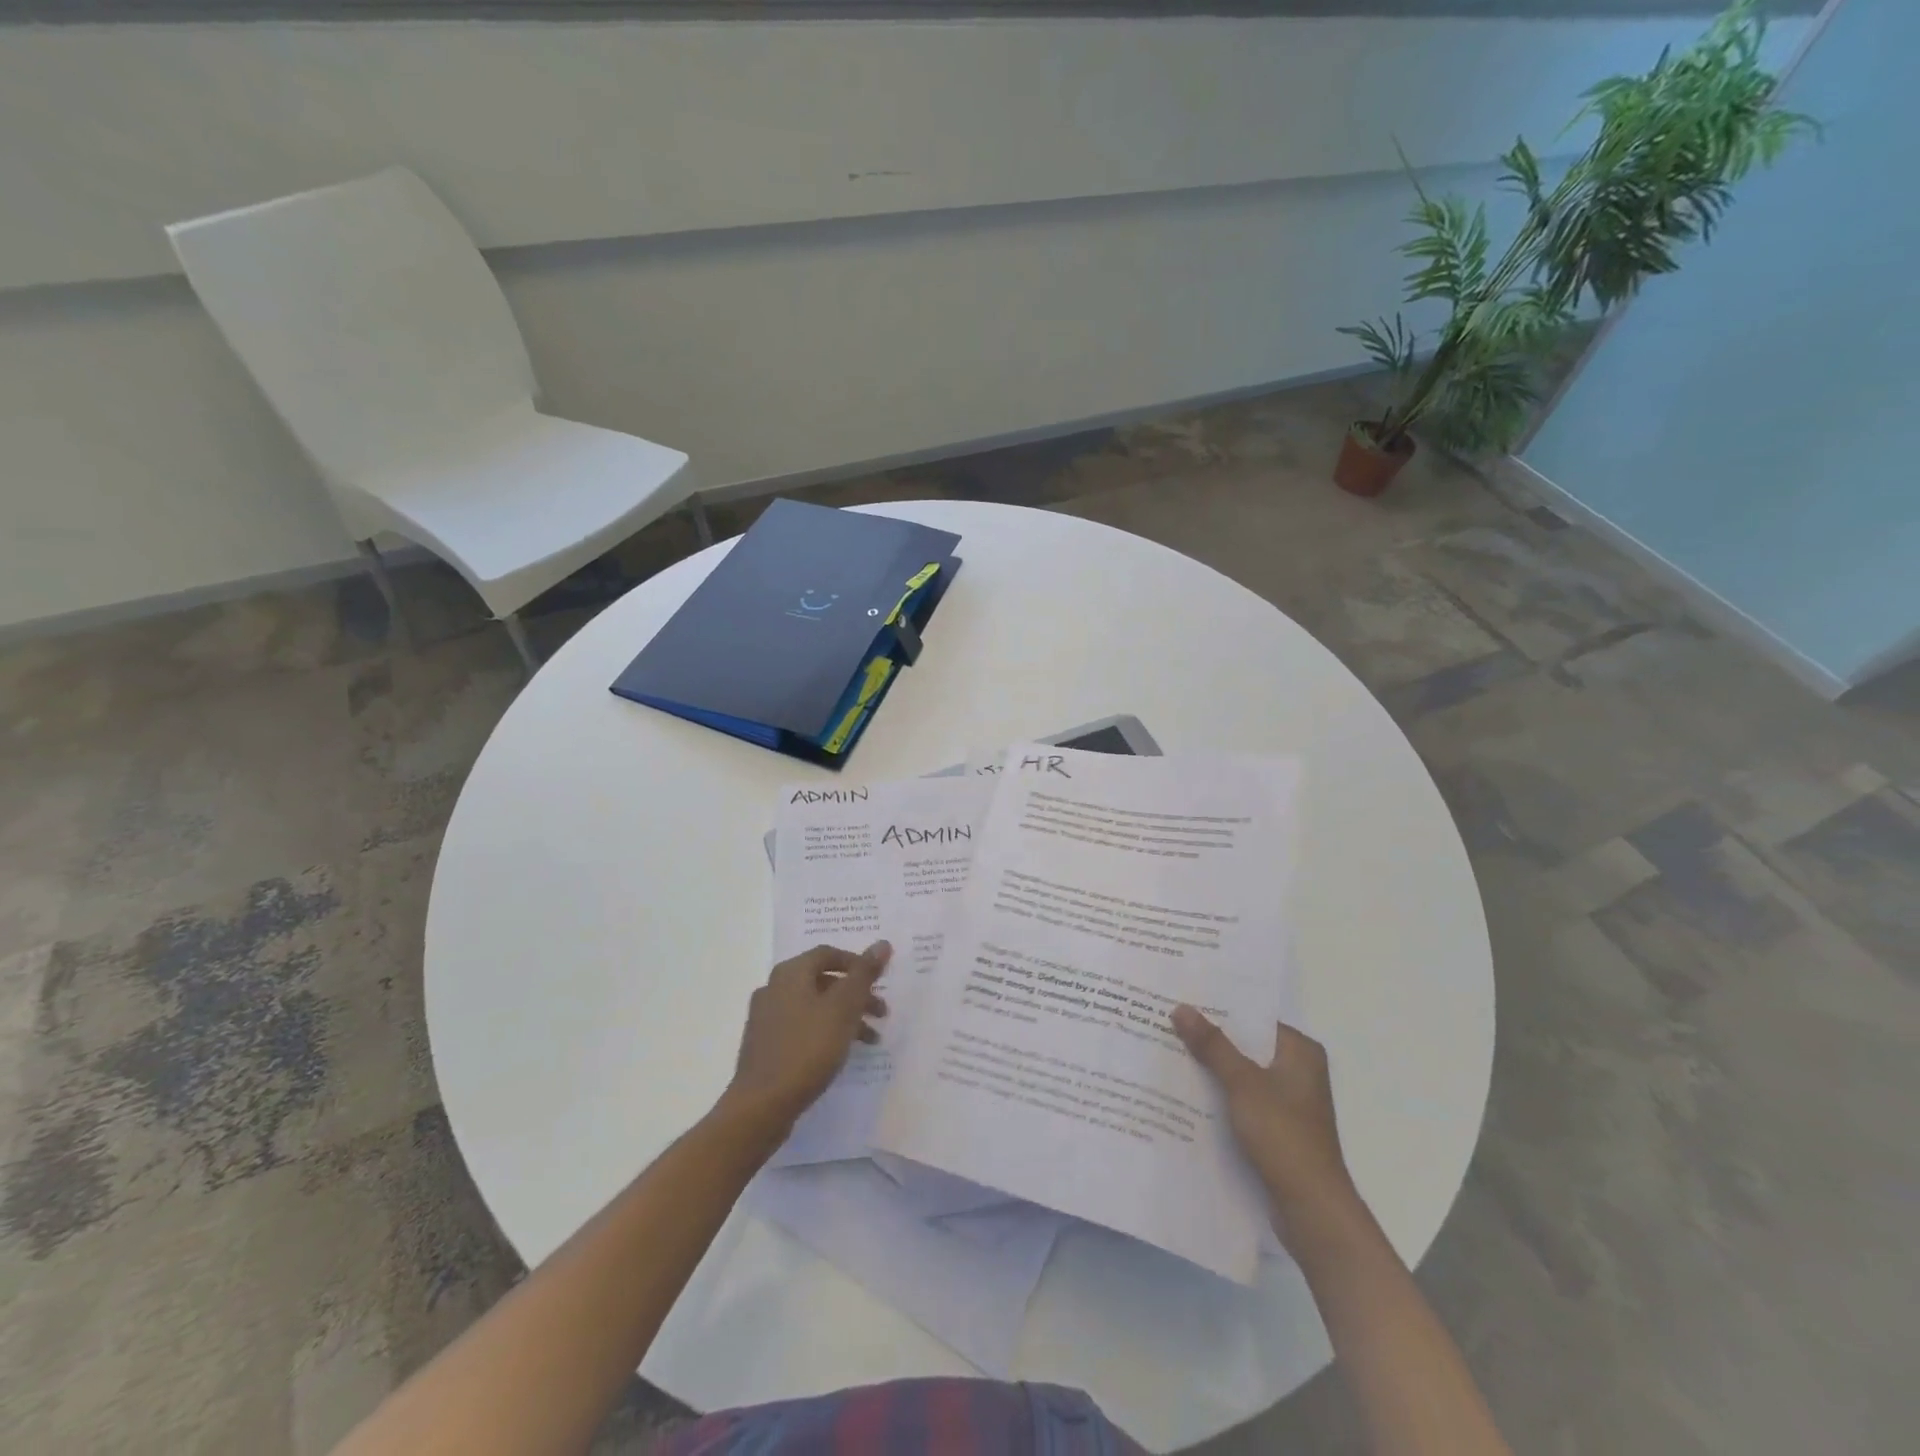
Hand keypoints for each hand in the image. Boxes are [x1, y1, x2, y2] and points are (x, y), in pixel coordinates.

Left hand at [721, 942, 891, 1134]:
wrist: (761, 1105)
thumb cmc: (807, 1049)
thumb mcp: (844, 1008)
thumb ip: (864, 975)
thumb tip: (882, 944)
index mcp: (790, 973)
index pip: (828, 954)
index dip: (857, 963)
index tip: (880, 980)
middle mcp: (774, 988)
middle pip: (822, 981)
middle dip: (856, 994)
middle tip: (882, 1012)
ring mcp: (766, 1018)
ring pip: (814, 1006)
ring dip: (844, 1016)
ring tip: (871, 1039)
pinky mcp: (765, 1045)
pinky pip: (801, 1027)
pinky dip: (825, 1031)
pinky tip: (841, 1053)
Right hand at [1171, 1007, 1360, 1244]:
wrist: (1311, 1210)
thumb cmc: (1284, 1136)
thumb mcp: (1243, 1084)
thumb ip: (1212, 1045)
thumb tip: (1181, 1008)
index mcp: (1300, 1052)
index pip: (1253, 1017)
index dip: (1218, 1008)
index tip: (1181, 998)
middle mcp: (1297, 1070)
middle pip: (1245, 1045)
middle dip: (1208, 1039)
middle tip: (1165, 1022)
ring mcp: (1287, 1101)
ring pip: (1240, 1073)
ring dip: (1211, 1068)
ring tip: (1166, 1052)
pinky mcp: (1276, 1128)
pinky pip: (1241, 1099)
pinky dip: (1218, 1095)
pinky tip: (1184, 1092)